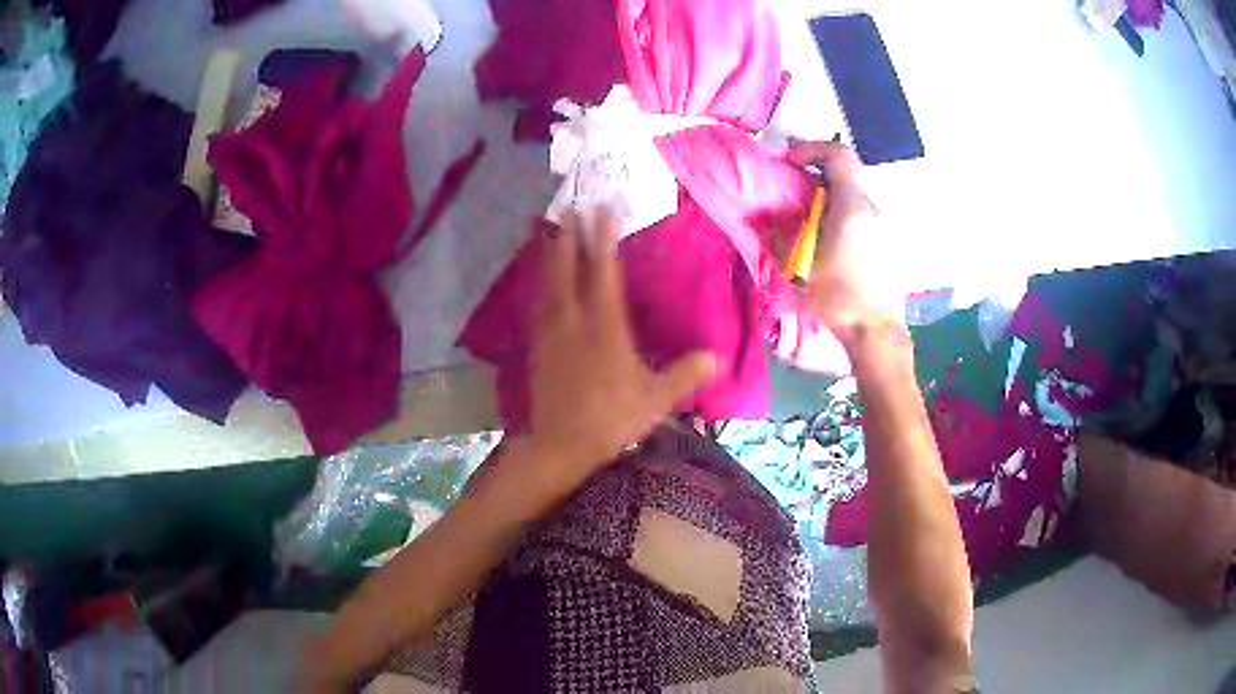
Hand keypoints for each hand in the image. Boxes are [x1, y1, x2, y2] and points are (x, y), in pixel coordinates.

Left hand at [526, 207, 715, 479]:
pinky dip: (538, 284)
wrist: (561, 445)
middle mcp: (575, 324)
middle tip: (567, 207)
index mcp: (605, 331)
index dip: (604, 242)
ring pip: (548, 285)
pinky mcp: (538, 347)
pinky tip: (537, 277)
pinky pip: (538, 305)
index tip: (603, 213)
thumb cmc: (611, 420)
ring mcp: (552, 334)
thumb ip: (684, 375)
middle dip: (568, 237)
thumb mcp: (655, 400)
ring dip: (547, 254)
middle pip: (568, 272)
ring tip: (544, 228)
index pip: (604, 276)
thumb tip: (716, 356)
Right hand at [786, 139, 902, 347]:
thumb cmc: (839, 298)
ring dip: (825, 192)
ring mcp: (880, 225)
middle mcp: (871, 208)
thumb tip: (763, 218)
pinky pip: (856, 210)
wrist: (876, 332)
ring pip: (851, 191)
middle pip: (844, 171)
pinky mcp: (882, 242)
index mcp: (853, 206)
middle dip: (814, 170)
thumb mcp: (799, 267)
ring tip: (800, 210)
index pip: (838, 154)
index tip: (787, 160)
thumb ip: (779, 236)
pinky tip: (819, 234)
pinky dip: (836, 209)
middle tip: (788, 181)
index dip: (810, 147)